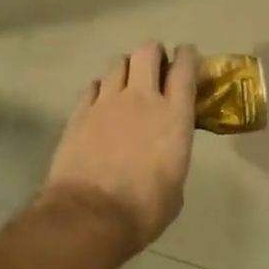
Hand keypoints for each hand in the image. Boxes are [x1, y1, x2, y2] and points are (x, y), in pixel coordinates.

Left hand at [39, 41, 199, 255]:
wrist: (89, 216)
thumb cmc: (143, 209)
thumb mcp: (175, 184)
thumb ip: (173, 155)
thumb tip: (166, 154)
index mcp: (173, 115)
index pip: (184, 67)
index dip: (188, 56)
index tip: (188, 58)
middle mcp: (141, 98)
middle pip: (147, 51)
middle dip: (154, 53)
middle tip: (156, 69)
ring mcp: (107, 102)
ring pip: (118, 63)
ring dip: (127, 69)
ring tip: (127, 85)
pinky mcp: (80, 112)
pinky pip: (94, 86)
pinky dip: (102, 89)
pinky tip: (102, 104)